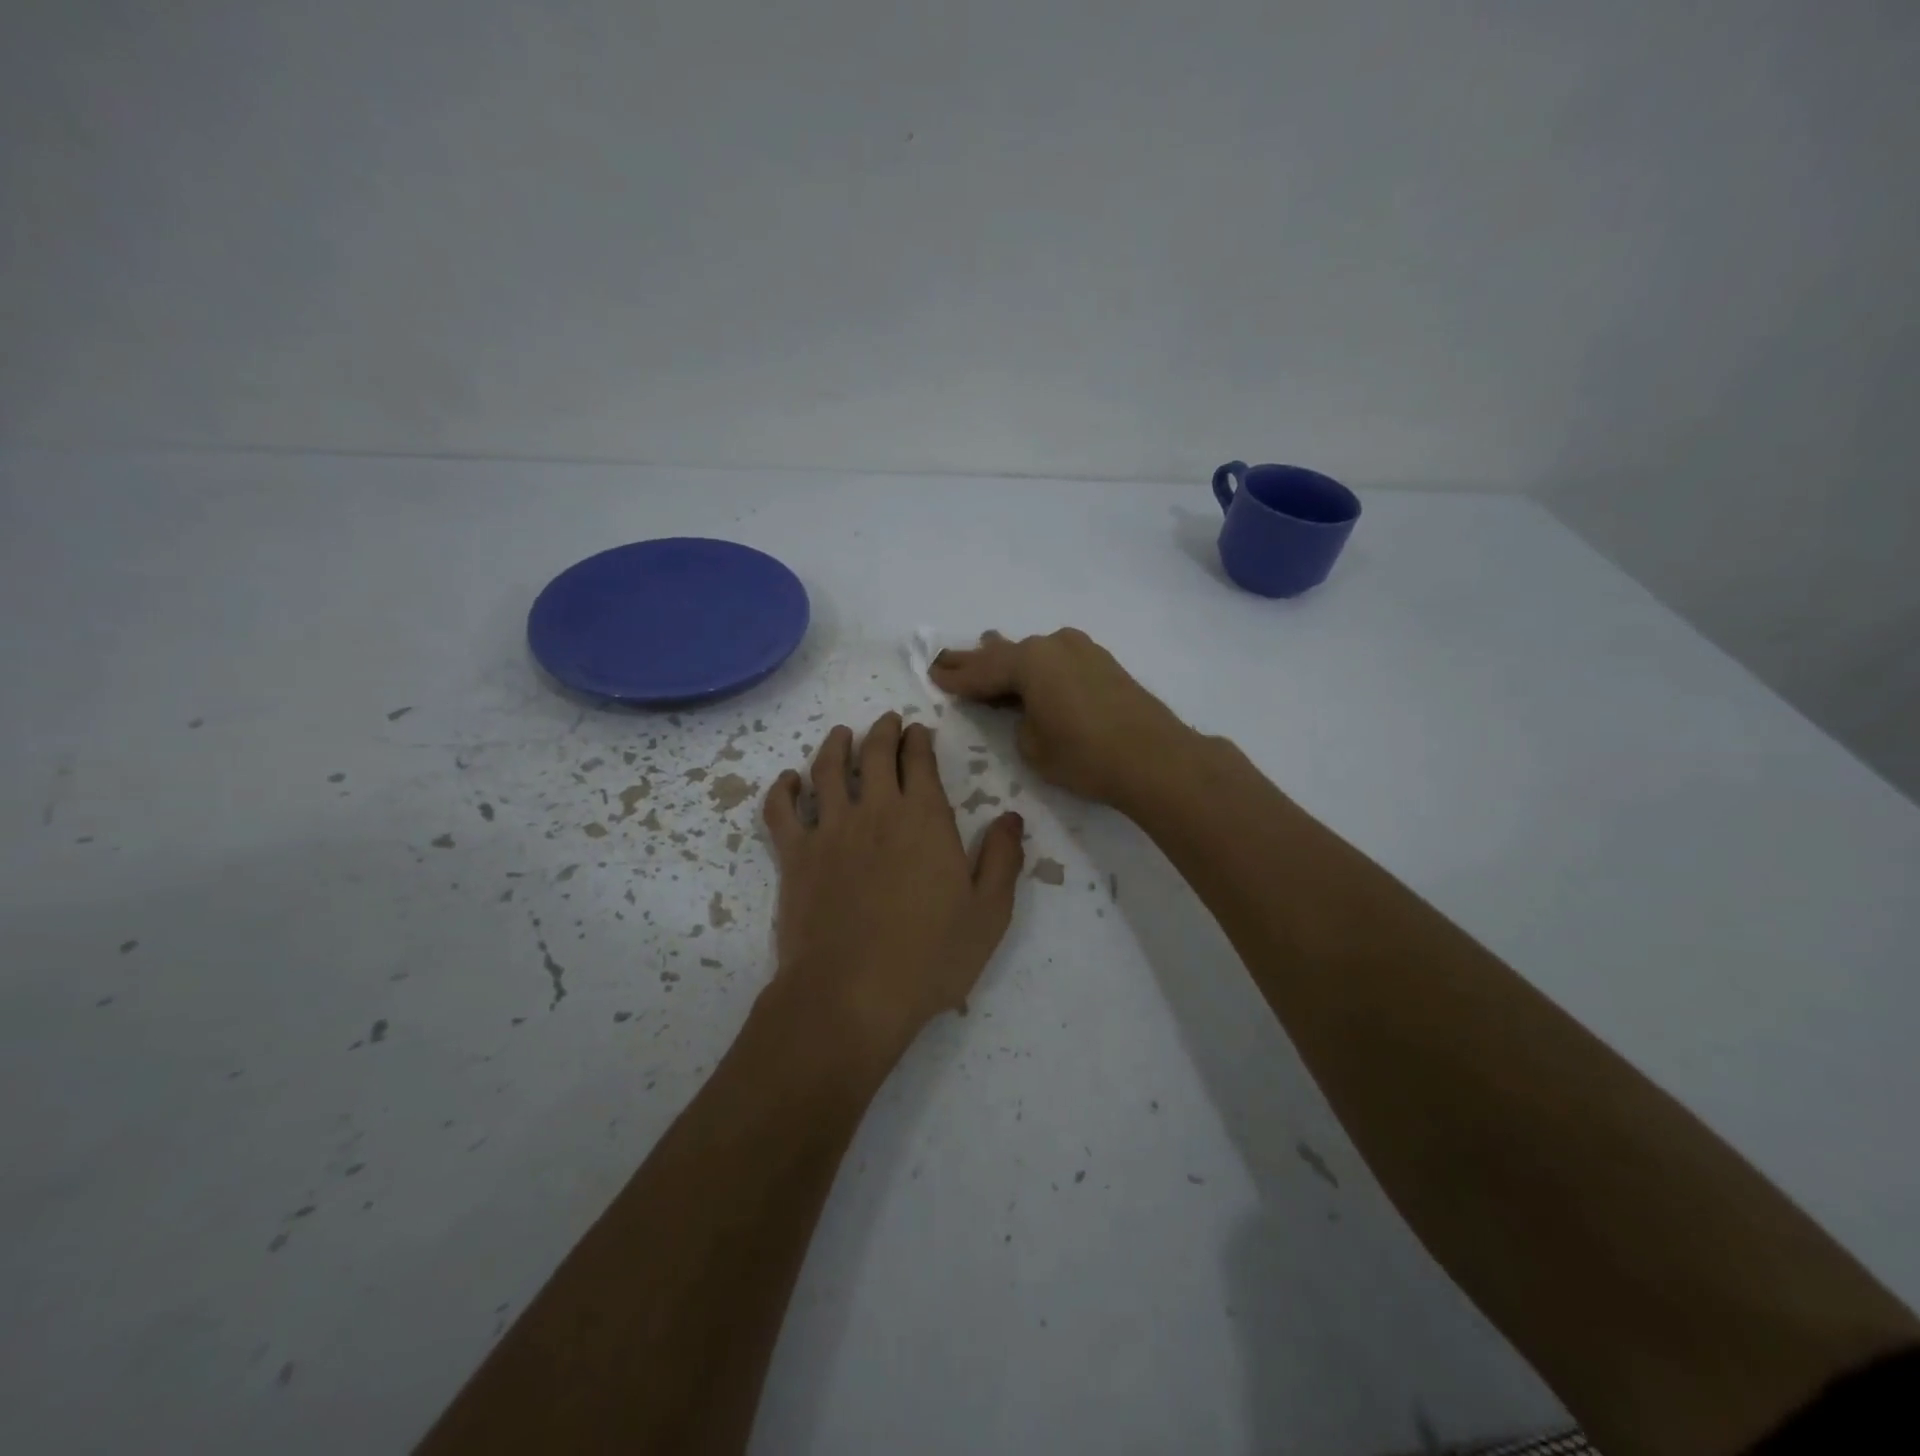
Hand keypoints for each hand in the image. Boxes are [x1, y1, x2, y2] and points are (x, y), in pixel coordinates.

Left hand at [761, 712, 1025, 1068]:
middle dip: (883, 731)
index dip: (919, 740)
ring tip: (842, 734)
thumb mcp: (989, 913)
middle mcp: (876, 811)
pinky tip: (790, 780)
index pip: (920, 761)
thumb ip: (1003, 859)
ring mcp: (830, 830)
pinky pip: (782, 809)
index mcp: (925, 819)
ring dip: (836, 745)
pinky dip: (783, 788)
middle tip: (887, 722)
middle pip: (876, 753)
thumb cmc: (930, 957)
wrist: (852, 995)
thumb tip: (1011, 817)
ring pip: (828, 769)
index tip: (919, 730)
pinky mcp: (795, 855)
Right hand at [929, 629, 1192, 808]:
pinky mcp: (1103, 663)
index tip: (932, 674)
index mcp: (1029, 662)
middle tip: (946, 657)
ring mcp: (1082, 650)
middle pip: (1004, 654)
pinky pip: (1056, 659)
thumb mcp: (1033, 747)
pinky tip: (1032, 668)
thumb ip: (1019, 722)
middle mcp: (1053, 645)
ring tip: (986, 650)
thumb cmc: (1084, 755)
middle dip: (975, 660)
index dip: (956, 678)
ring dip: (1009, 658)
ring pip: (1033, 653)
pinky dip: (1038, 666)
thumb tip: (1029, 711)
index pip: (982, 672)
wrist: (1155, 758)